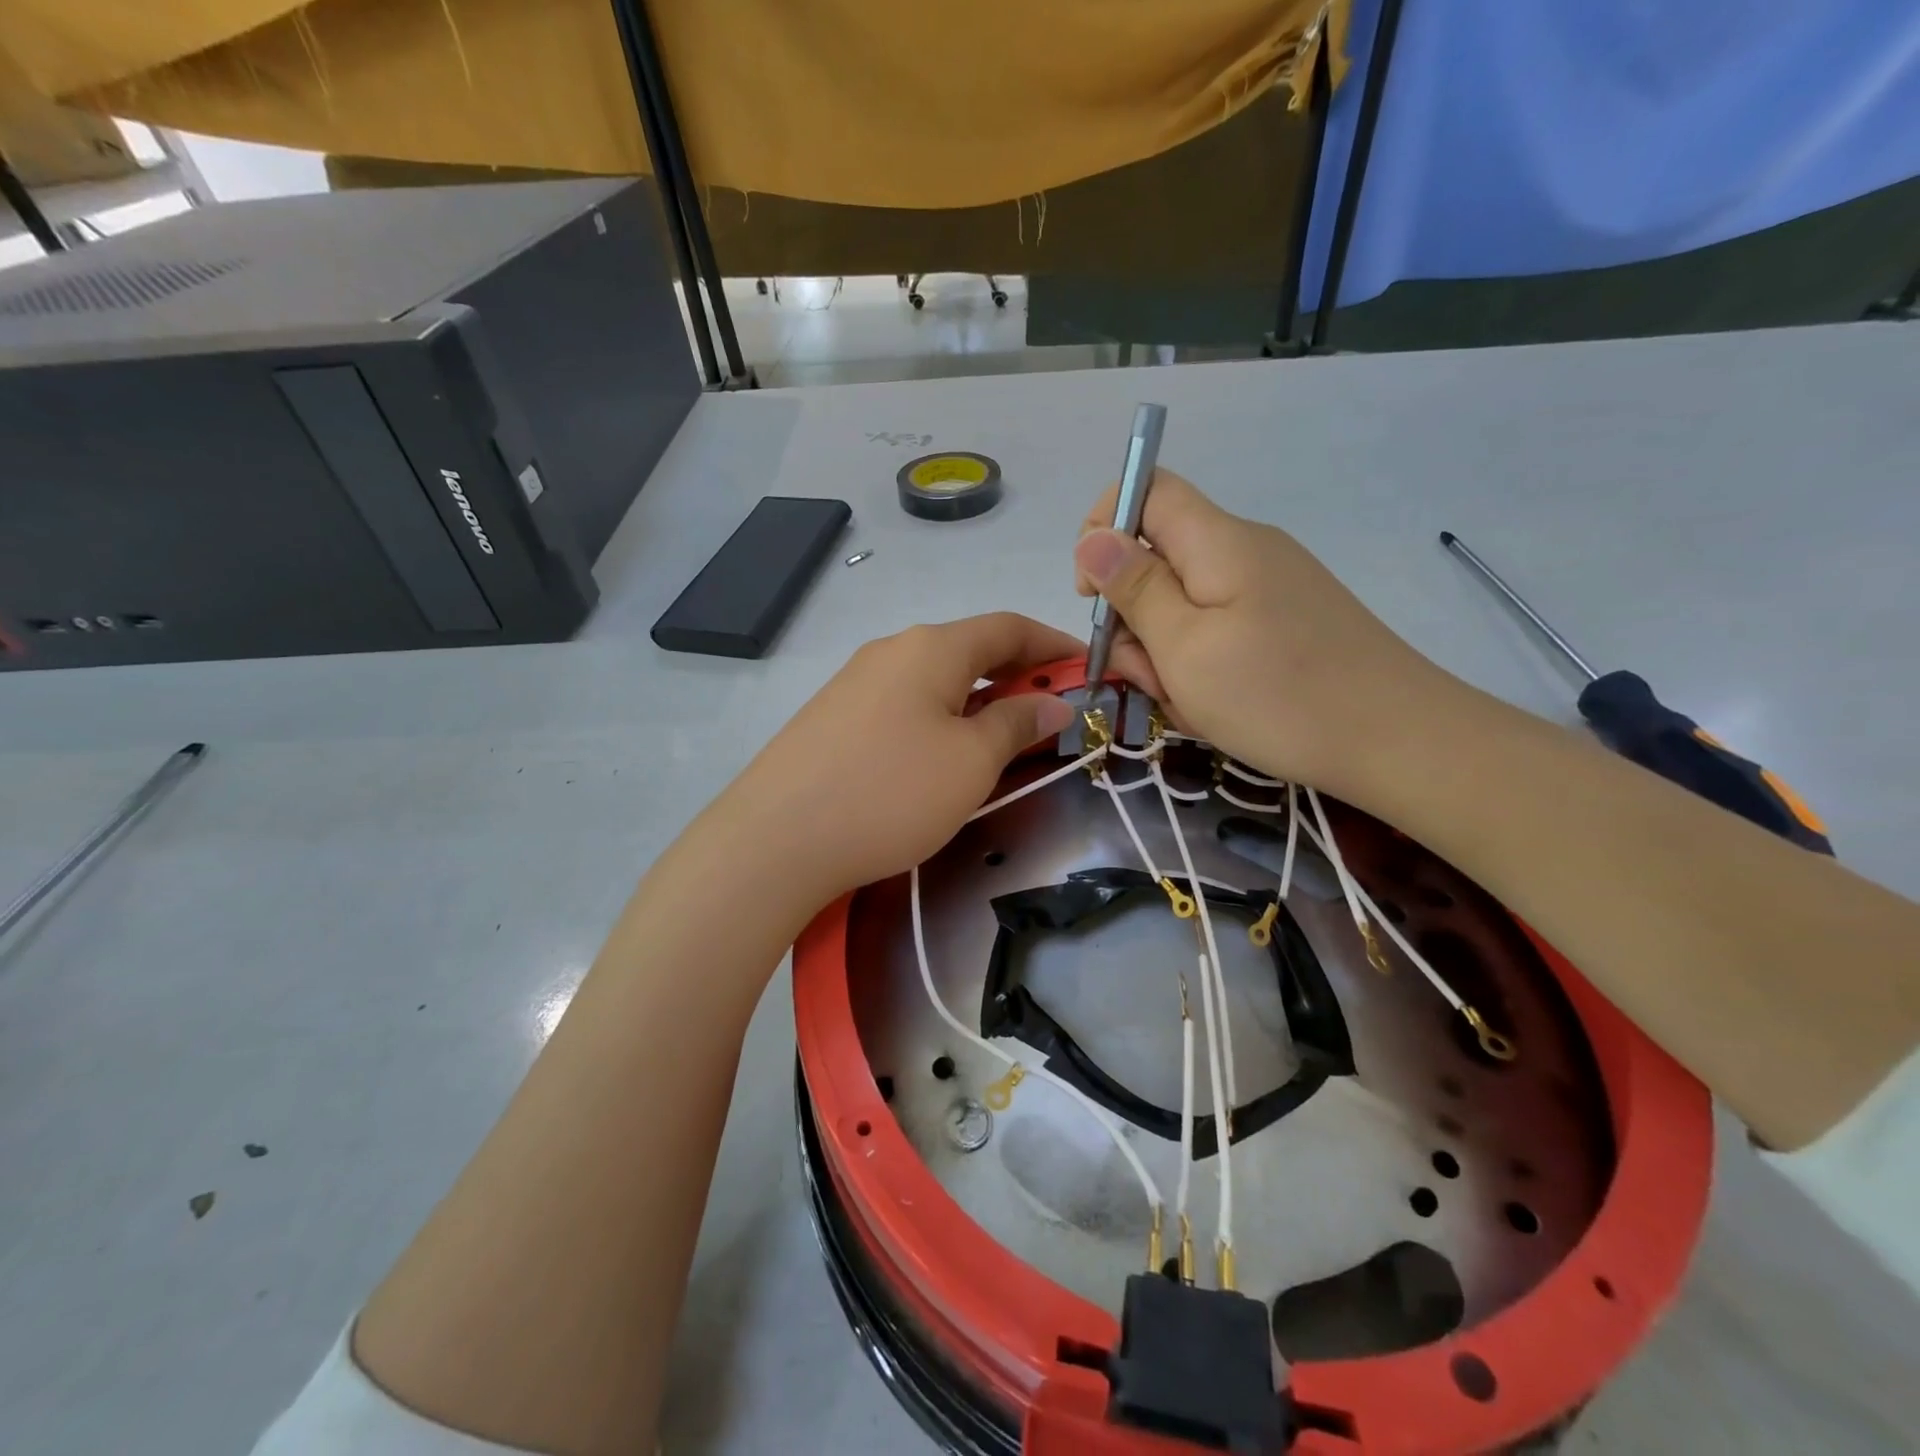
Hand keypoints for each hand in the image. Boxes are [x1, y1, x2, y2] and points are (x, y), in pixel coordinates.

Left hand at [718, 613, 1078, 902]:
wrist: (776, 838)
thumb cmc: (891, 793)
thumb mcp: (970, 761)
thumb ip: (1016, 723)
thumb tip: (1052, 703)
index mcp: (932, 647)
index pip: (1008, 626)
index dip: (1052, 643)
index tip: (1086, 668)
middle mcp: (892, 649)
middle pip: (969, 648)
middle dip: (1017, 673)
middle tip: (1050, 710)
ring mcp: (856, 681)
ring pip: (935, 677)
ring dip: (977, 697)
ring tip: (1001, 736)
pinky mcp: (833, 715)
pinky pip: (903, 701)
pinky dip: (939, 715)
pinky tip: (940, 753)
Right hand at [1074, 471, 1459, 803]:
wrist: (1399, 741)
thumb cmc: (1278, 694)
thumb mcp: (1184, 646)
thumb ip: (1134, 588)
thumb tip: (1092, 537)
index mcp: (1218, 541)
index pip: (1145, 488)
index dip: (1103, 527)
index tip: (1093, 595)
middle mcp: (1244, 550)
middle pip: (1158, 557)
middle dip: (1136, 618)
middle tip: (1153, 676)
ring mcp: (1269, 588)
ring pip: (1184, 605)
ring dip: (1167, 653)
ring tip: (1192, 703)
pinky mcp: (1285, 621)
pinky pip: (1218, 631)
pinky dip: (1201, 666)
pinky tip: (1216, 707)